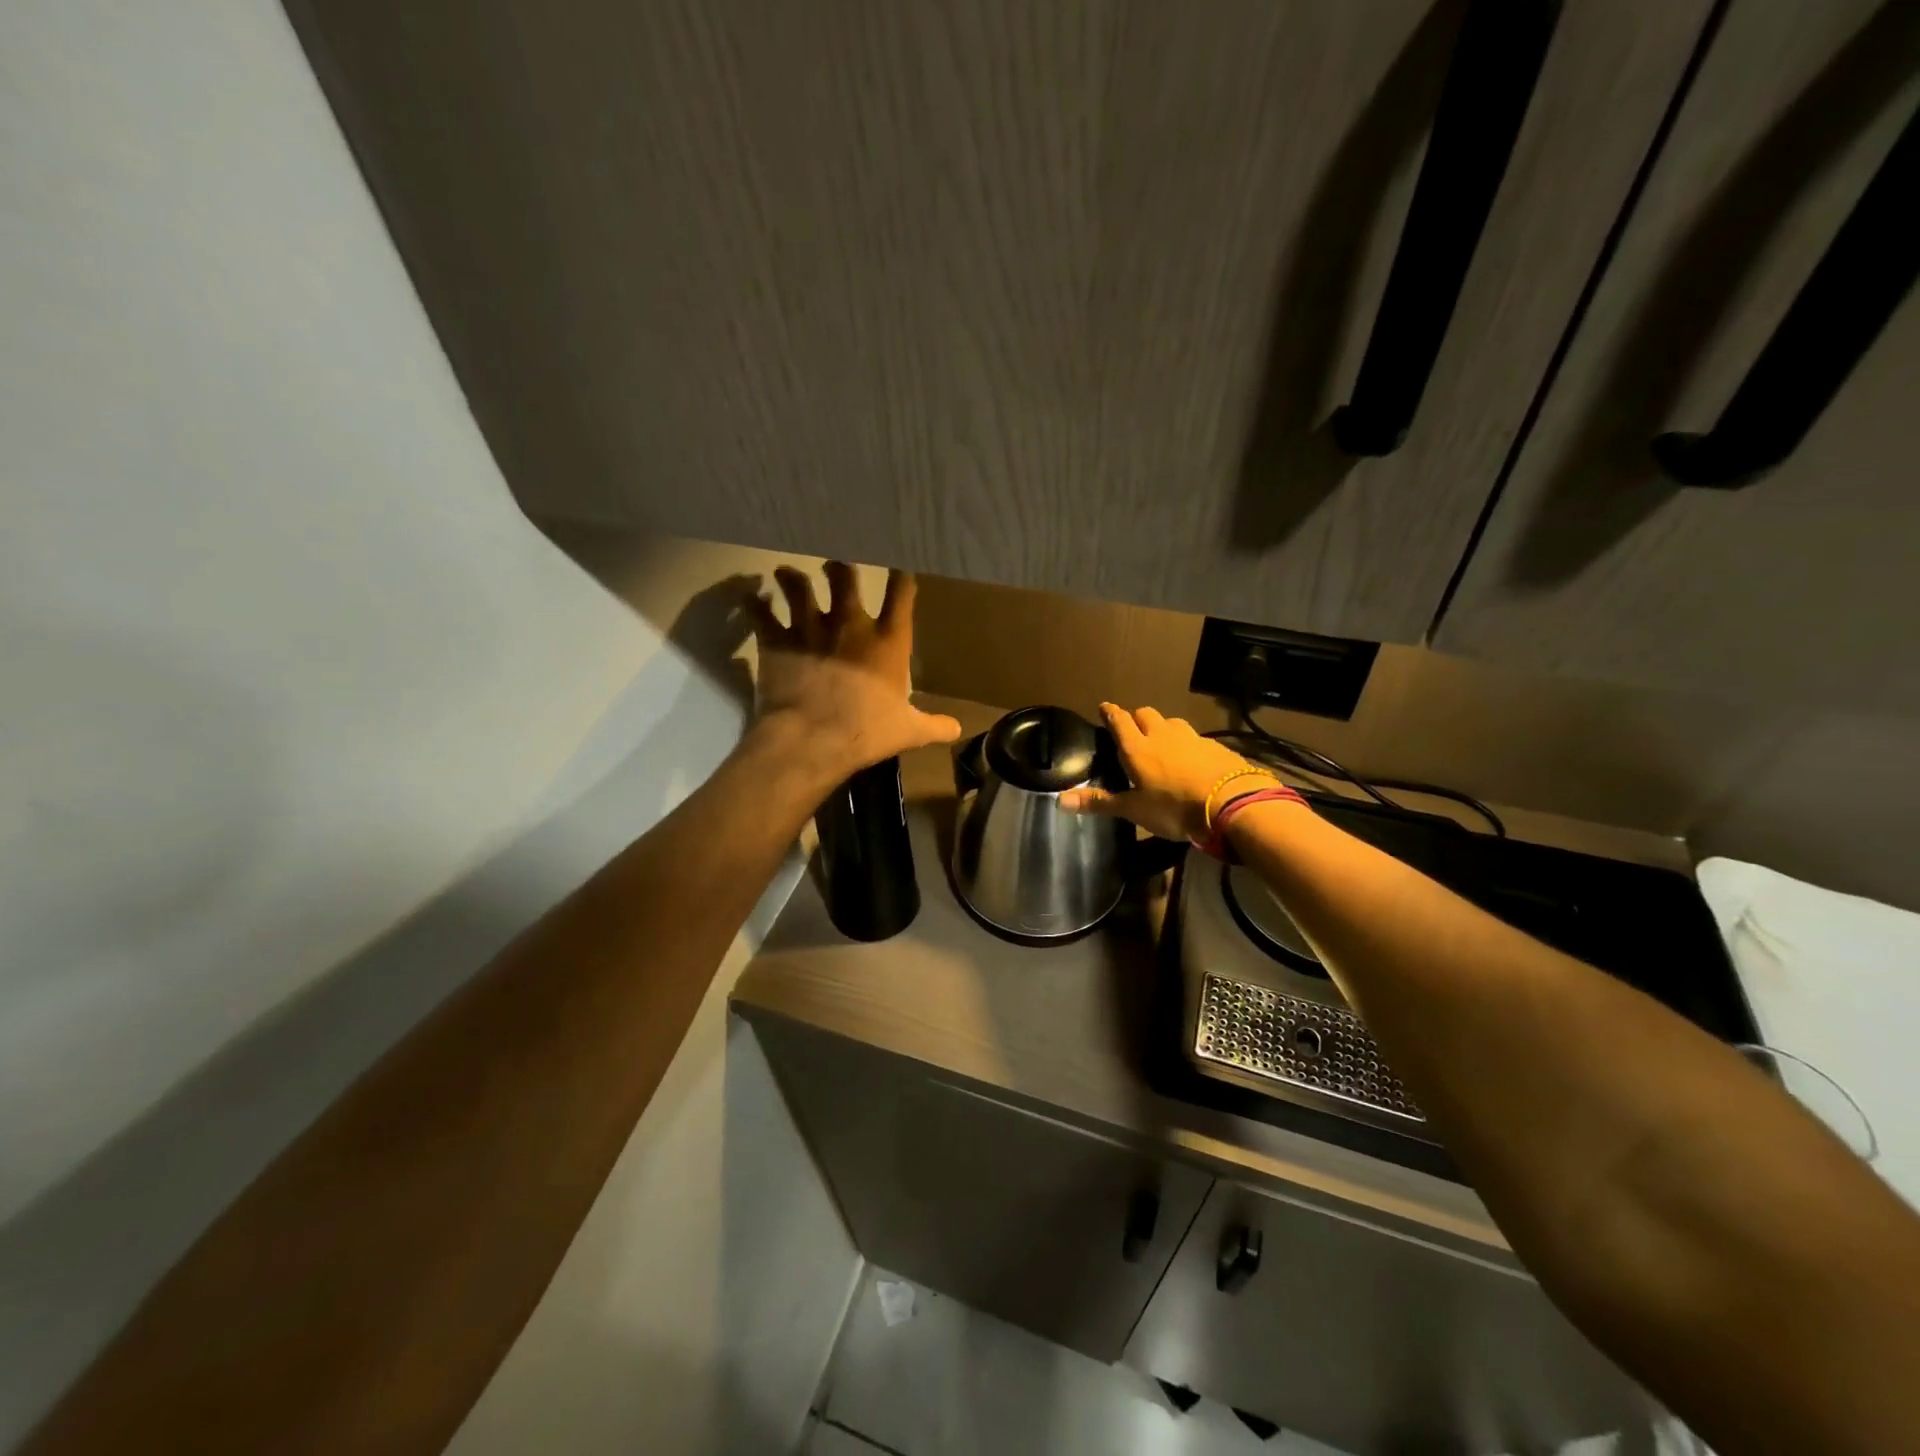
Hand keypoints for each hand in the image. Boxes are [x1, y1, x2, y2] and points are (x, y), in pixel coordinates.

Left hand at [746, 562, 961, 783]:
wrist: (812, 739)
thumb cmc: (867, 732)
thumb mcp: (909, 732)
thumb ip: (934, 725)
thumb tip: (957, 729)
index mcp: (888, 640)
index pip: (901, 592)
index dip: (901, 574)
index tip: (899, 565)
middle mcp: (849, 623)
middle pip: (845, 575)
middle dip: (839, 567)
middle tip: (833, 567)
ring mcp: (809, 627)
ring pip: (798, 585)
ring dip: (792, 578)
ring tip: (787, 575)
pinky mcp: (776, 640)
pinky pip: (761, 613)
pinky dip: (755, 605)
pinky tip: (752, 600)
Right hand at [1060, 703, 1263, 841]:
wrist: (1231, 804)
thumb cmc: (1173, 808)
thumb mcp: (1133, 810)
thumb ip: (1099, 802)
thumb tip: (1059, 800)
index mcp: (1137, 748)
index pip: (1119, 720)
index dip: (1110, 712)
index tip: (1104, 707)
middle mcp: (1162, 735)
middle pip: (1145, 714)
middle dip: (1136, 717)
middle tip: (1132, 729)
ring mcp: (1191, 737)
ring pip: (1171, 722)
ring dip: (1162, 727)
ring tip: (1161, 741)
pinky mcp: (1215, 747)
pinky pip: (1195, 737)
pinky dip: (1187, 743)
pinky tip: (1190, 757)